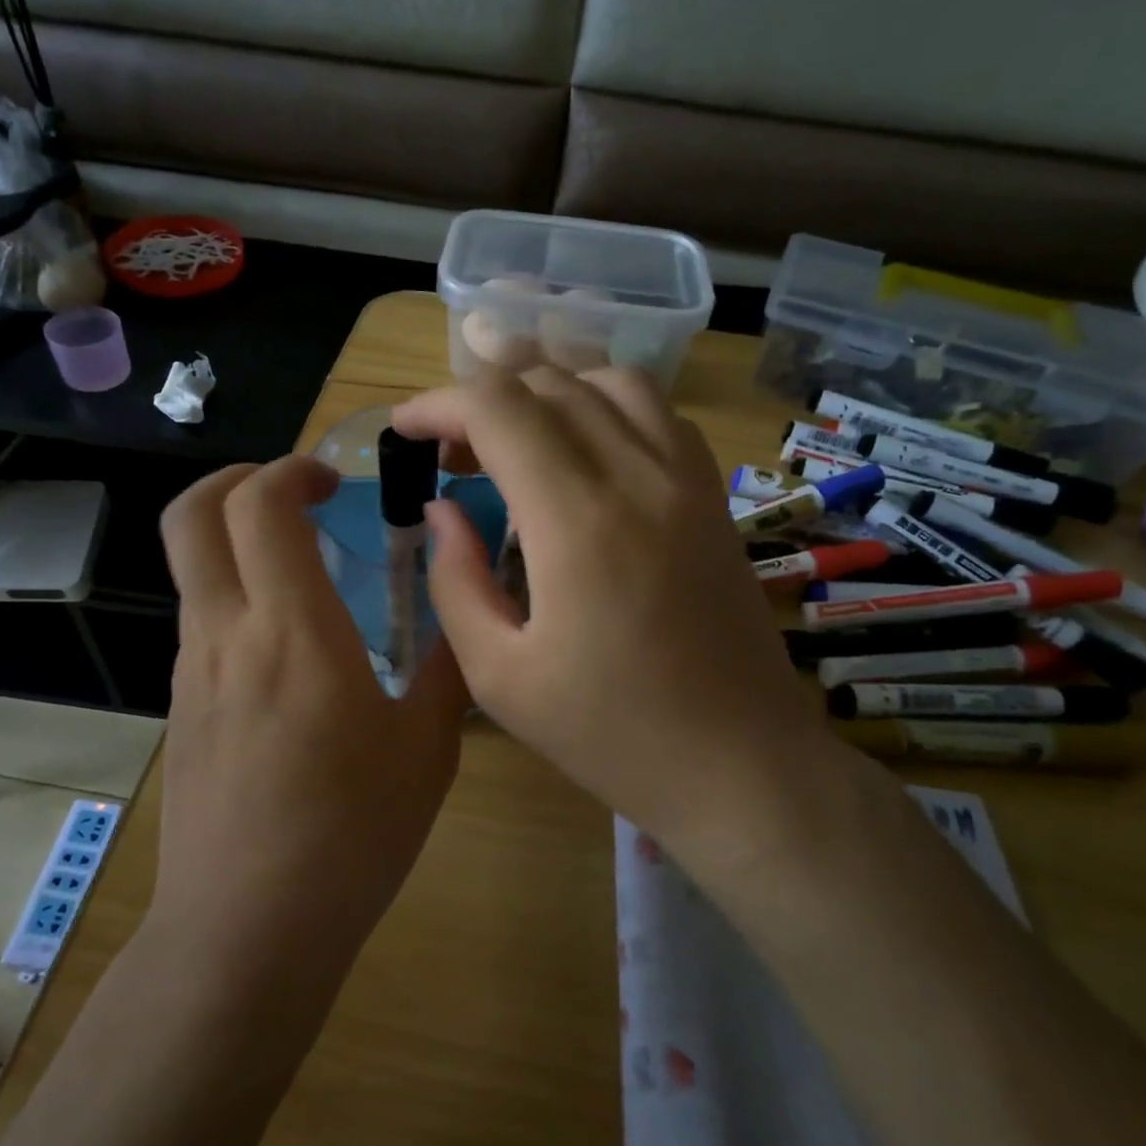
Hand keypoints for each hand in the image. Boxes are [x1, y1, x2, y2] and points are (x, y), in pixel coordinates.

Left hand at [152, 456, 469, 964]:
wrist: (247, 933)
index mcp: (292, 631)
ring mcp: (192, 671)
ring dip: (237, 537)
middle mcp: (227, 633)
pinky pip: (201, 618)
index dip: (291, 470)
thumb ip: (446, 668)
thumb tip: (461, 614)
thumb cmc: (350, 837)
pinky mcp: (181, 707)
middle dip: (238, 478)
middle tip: (297, 494)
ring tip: (305, 568)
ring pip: (192, 565)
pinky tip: (290, 644)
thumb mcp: (426, 750)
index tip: (334, 483)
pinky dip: (236, 591)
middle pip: (192, 514)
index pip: (261, 506)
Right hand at [392, 367, 852, 863]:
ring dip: (547, 393)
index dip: (439, 404)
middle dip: (482, 400)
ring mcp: (687, 480)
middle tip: (450, 455)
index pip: (498, 409)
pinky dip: (605, 407)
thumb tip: (441, 511)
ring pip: (609, 382)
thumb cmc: (611, 735)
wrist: (740, 764)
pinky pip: (657, 413)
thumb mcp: (499, 677)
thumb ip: (455, 582)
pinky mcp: (714, 496)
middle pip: (548, 385)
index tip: (405, 430)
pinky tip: (584, 455)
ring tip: (514, 442)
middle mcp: (637, 477)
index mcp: (576, 522)